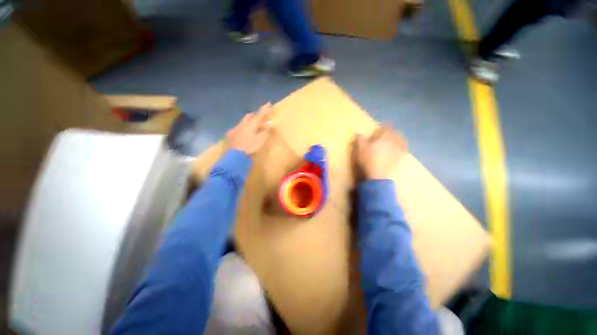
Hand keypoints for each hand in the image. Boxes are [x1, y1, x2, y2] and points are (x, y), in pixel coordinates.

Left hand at [226, 103, 271, 155]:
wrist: (234, 157)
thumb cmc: (250, 149)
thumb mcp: (260, 141)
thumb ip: (265, 132)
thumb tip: (270, 124)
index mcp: (250, 125)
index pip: (259, 115)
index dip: (264, 109)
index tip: (269, 104)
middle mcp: (241, 124)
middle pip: (248, 116)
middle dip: (254, 115)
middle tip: (259, 118)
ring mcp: (234, 129)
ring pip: (242, 122)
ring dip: (247, 123)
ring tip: (251, 128)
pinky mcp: (229, 136)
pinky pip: (236, 129)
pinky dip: (241, 130)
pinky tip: (242, 135)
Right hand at [353, 126, 407, 179]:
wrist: (376, 174)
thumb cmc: (367, 159)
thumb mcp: (360, 148)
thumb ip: (360, 138)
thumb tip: (359, 133)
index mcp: (383, 136)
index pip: (386, 127)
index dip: (384, 125)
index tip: (381, 125)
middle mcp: (393, 141)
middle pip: (395, 132)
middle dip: (392, 131)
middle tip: (388, 131)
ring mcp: (398, 149)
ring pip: (401, 139)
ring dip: (398, 137)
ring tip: (396, 137)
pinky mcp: (399, 157)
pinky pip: (404, 149)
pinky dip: (403, 146)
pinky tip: (401, 147)